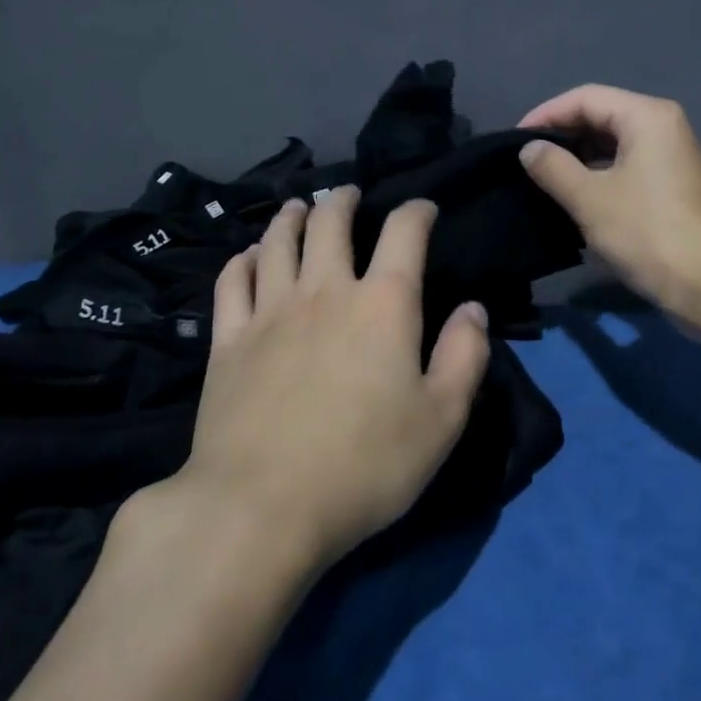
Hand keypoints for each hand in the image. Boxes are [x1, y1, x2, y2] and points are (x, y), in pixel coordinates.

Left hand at [172, 186, 491, 570]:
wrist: (261, 506)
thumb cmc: (365, 465)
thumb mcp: (442, 419)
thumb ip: (465, 356)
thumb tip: (472, 308)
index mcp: (382, 304)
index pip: (404, 233)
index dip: (417, 211)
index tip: (424, 208)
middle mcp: (325, 291)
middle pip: (330, 222)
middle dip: (343, 200)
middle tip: (349, 194)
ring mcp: (269, 311)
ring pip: (279, 241)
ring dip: (292, 217)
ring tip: (299, 207)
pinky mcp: (228, 339)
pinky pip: (232, 281)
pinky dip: (244, 259)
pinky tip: (251, 256)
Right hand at [517, 84, 700, 319]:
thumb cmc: (647, 232)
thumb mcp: (589, 198)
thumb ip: (553, 167)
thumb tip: (529, 149)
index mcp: (646, 116)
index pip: (585, 98)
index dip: (546, 114)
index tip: (513, 141)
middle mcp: (661, 127)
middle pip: (600, 117)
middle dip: (561, 136)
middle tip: (524, 162)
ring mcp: (669, 158)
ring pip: (612, 146)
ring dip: (577, 159)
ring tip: (541, 180)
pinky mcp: (669, 187)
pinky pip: (624, 168)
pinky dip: (596, 177)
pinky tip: (571, 199)